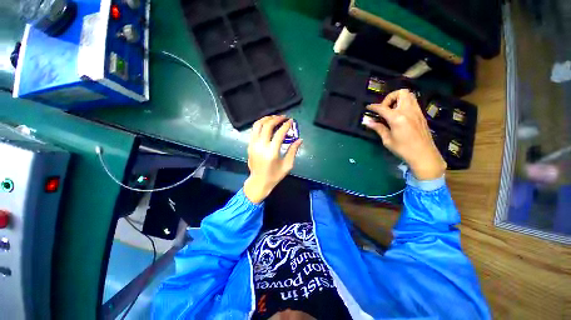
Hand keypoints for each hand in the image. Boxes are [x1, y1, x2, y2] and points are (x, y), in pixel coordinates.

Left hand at [243, 116, 302, 202]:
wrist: (258, 182)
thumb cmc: (274, 176)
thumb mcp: (287, 165)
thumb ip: (293, 151)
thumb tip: (300, 140)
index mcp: (271, 152)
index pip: (279, 133)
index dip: (286, 125)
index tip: (291, 120)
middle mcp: (261, 146)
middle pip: (267, 126)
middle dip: (276, 119)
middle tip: (283, 117)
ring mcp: (253, 145)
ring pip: (258, 125)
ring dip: (266, 119)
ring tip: (274, 117)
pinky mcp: (249, 145)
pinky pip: (254, 131)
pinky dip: (260, 124)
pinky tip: (266, 124)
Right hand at [363, 89, 445, 180]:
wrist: (424, 155)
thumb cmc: (403, 149)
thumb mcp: (387, 140)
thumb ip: (378, 128)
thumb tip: (367, 122)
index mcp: (397, 118)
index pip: (382, 107)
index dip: (373, 107)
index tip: (368, 107)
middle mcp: (408, 111)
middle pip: (400, 93)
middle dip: (390, 98)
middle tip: (385, 109)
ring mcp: (417, 111)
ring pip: (409, 95)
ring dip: (398, 99)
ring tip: (392, 111)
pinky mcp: (421, 115)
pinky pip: (413, 102)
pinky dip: (404, 104)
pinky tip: (400, 115)